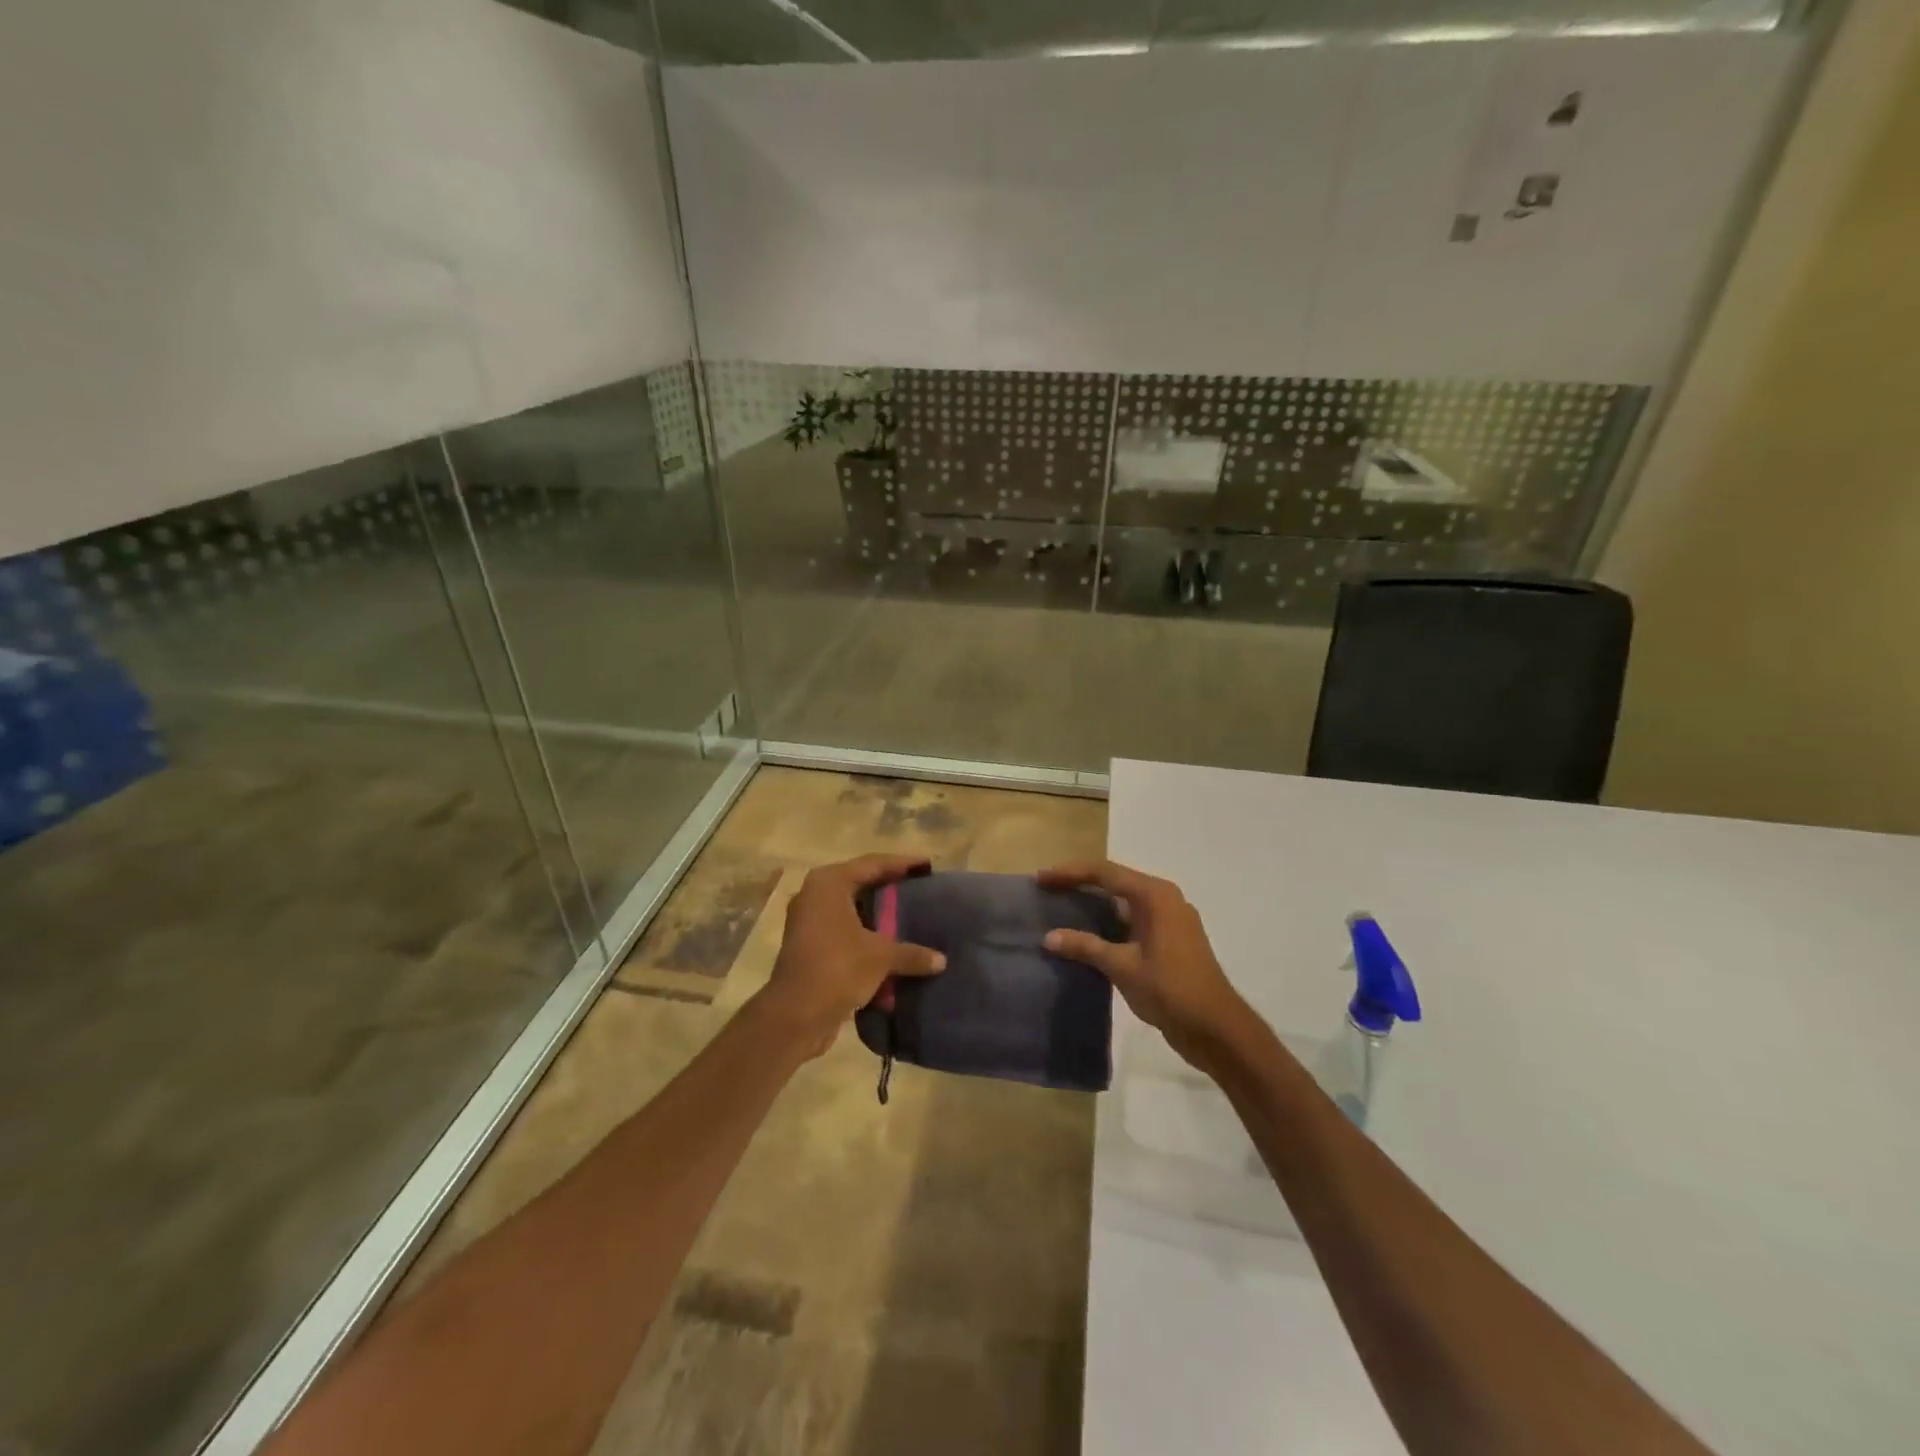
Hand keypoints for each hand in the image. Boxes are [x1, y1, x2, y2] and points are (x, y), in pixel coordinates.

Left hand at [756, 854, 945, 1056]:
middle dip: (889, 886)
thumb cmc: (838, 969)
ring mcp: (807, 920)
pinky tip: (889, 942)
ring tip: (907, 913)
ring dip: (876, 912)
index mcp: (829, 883)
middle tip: (919, 886)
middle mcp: (814, 894)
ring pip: (850, 907)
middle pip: (859, 882)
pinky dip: (865, 933)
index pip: (873, 864)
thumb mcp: (881, 958)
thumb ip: (912, 953)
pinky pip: (843, 929)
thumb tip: (941, 961)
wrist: (795, 1016)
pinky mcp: (807, 945)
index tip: (928, 865)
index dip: (902, 864)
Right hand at [1039, 859, 1251, 1068]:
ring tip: (1062, 907)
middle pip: (1115, 881)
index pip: (1105, 872)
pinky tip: (1089, 934)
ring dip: (1095, 903)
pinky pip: (1133, 919)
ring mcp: (1171, 918)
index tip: (1041, 878)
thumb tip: (1049, 937)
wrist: (1216, 1028)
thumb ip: (1086, 947)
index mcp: (1155, 895)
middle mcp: (1164, 898)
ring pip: (1124, 901)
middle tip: (1048, 890)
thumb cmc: (1170, 990)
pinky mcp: (1171, 938)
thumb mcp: (1122, 967)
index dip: (1070, 873)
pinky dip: (1109, 921)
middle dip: (1080, 884)